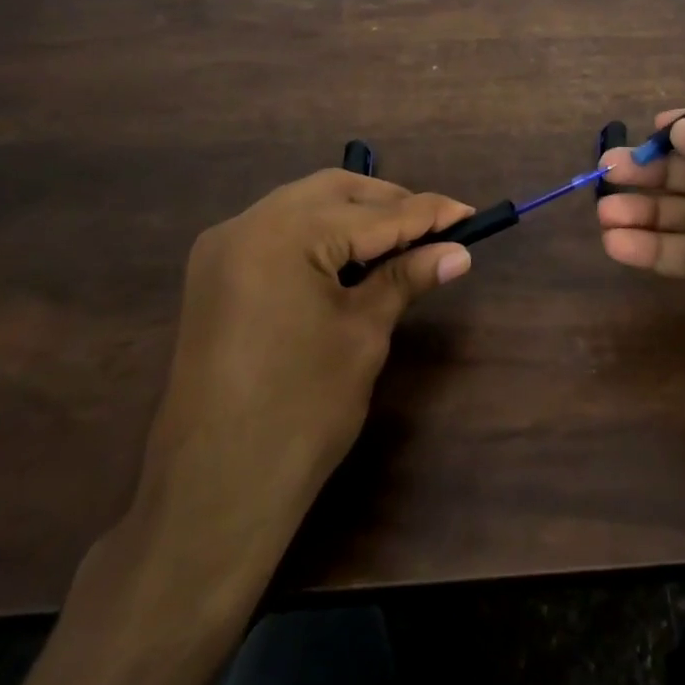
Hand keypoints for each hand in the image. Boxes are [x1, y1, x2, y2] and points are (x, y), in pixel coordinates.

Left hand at [0, 173, 473, 684]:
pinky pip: (279, 230)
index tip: (471, 214)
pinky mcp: (215, 272)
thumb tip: (458, 252)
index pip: (375, 213)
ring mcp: (223, 246)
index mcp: (283, 234)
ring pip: (305, 204)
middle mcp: (246, 223)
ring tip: (401, 243)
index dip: (428, 214)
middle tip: (436, 229)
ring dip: (355, 215)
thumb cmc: (301, 412)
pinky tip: (351, 257)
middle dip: (389, 204)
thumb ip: (406, 278)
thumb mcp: (364, 334)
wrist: (214, 492)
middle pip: (335, 191)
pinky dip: (320, 233)